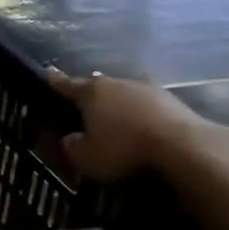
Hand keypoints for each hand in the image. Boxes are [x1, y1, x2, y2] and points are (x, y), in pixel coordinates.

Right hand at [45, 69, 204, 182]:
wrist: (180, 146)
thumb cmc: (122, 149)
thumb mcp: (85, 157)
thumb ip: (72, 146)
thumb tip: (69, 138)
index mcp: (92, 93)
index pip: (67, 84)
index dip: (55, 81)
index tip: (48, 72)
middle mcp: (118, 83)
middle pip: (98, 86)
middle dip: (89, 95)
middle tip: (81, 105)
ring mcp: (147, 88)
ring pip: (124, 93)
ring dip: (117, 104)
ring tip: (112, 118)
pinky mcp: (171, 100)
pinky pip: (145, 105)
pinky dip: (138, 113)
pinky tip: (138, 127)